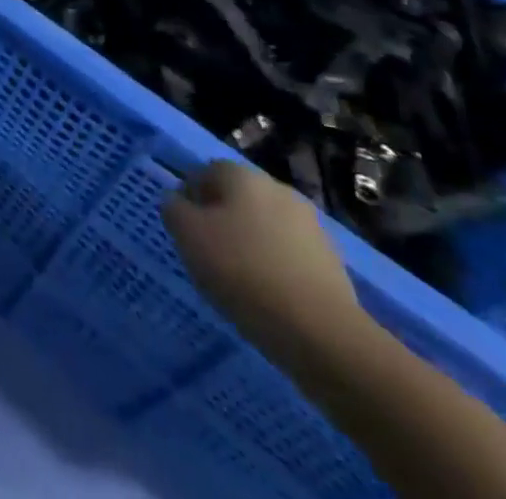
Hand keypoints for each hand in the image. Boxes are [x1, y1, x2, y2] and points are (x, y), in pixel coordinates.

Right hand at [162, 160, 368, 364]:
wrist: (321, 332)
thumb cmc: (243, 272)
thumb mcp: (189, 237)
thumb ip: (175, 210)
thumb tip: (177, 201)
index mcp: (242, 175)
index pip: (205, 173)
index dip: (191, 199)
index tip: (184, 232)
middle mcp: (276, 188)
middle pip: (238, 198)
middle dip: (222, 221)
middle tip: (208, 256)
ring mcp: (309, 224)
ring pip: (265, 226)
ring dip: (250, 244)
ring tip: (239, 282)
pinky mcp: (331, 260)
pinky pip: (289, 254)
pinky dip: (276, 268)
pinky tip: (269, 297)